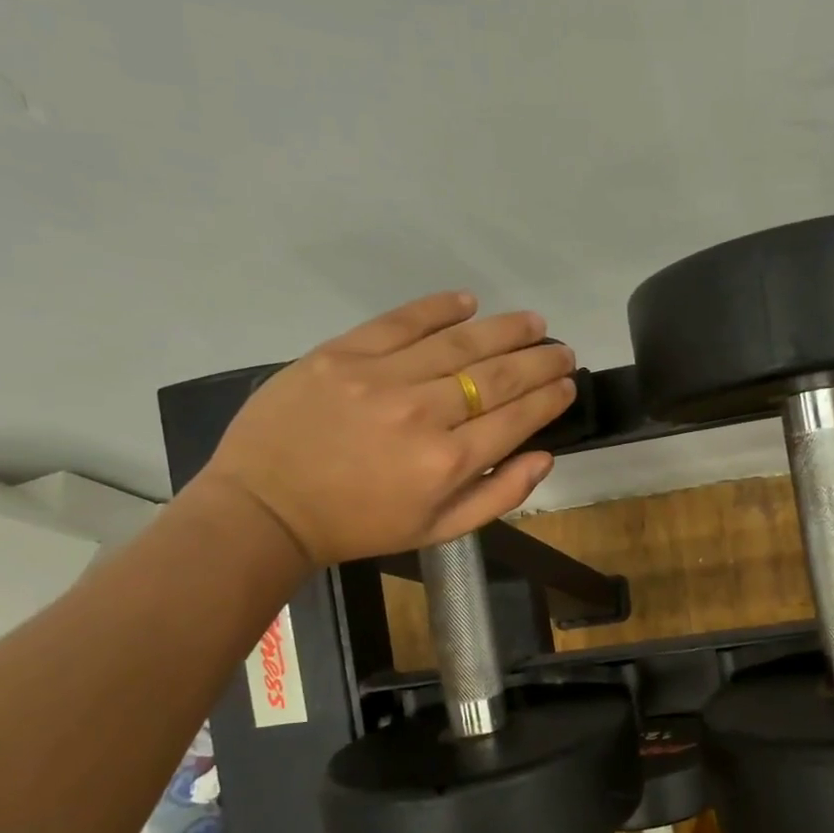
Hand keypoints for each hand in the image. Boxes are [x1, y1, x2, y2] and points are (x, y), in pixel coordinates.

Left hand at [197, 292, 575, 565]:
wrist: (266, 508)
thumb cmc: (359, 526)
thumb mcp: (437, 530)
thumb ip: (498, 496)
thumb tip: (545, 456)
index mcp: (448, 463)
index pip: (516, 417)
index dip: (549, 397)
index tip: (567, 384)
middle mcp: (423, 413)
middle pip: (496, 375)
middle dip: (539, 360)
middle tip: (562, 350)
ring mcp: (380, 378)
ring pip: (459, 342)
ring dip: (504, 329)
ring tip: (533, 322)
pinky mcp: (342, 353)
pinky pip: (401, 321)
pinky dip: (439, 308)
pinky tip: (468, 301)